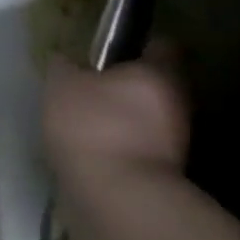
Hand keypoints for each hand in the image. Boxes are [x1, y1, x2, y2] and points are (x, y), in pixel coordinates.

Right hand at [43, 50, 190, 180]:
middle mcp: (177, 100)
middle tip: (91, 88)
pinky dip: (122, 144)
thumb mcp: (62, 85)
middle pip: (154, 83)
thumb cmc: (92, 125)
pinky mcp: (165, 170)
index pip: (161, 45)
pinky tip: (94, 149)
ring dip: (125, 117)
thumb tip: (64, 57)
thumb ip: (64, 66)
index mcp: (159, 71)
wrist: (117, 194)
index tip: (110, 52)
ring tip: (87, 123)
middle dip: (128, 85)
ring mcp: (176, 138)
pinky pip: (140, 144)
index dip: (137, 45)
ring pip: (148, 116)